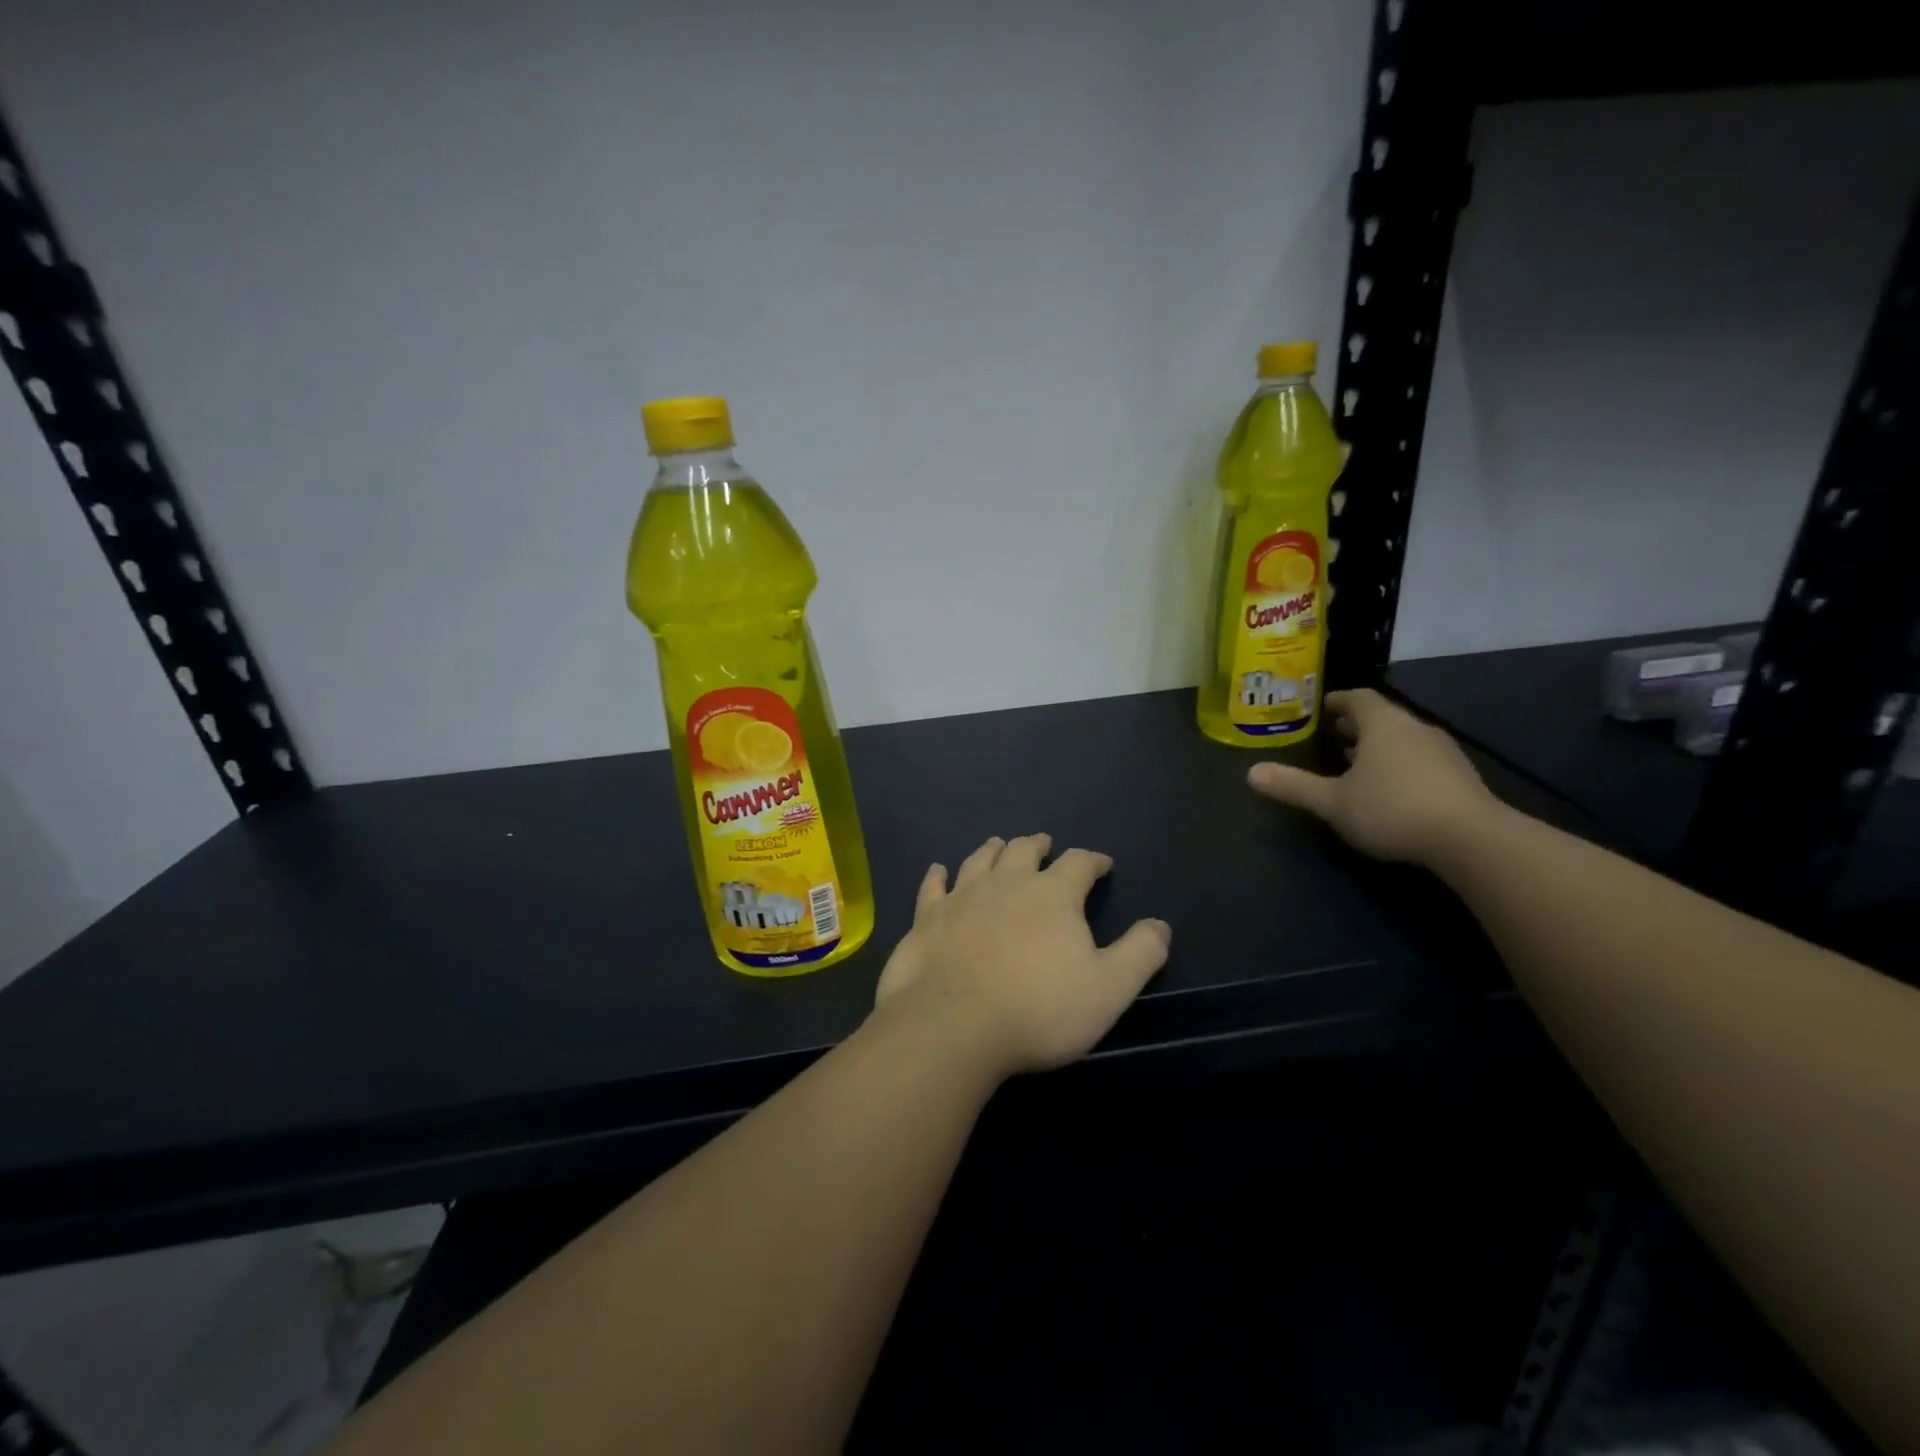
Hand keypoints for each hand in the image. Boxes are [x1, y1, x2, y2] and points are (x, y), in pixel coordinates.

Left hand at [873, 834, 1170, 1078]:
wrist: (953, 1026)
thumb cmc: (1039, 1010)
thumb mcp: (1109, 989)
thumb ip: (1140, 953)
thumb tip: (1160, 925)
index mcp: (1052, 894)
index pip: (1079, 863)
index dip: (1093, 860)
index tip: (1102, 863)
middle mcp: (1006, 883)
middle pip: (1024, 851)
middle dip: (1038, 845)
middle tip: (1045, 843)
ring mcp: (962, 897)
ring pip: (980, 860)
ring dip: (993, 850)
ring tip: (998, 844)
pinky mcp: (927, 918)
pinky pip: (933, 887)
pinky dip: (938, 876)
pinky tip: (938, 870)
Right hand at [1247, 688, 1495, 864]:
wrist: (1471, 840)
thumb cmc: (1392, 809)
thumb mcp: (1332, 802)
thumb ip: (1293, 786)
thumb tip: (1251, 773)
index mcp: (1383, 724)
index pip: (1358, 697)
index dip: (1336, 700)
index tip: (1319, 709)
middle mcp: (1415, 729)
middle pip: (1382, 717)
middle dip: (1355, 726)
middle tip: (1331, 738)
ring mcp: (1443, 752)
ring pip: (1403, 739)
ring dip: (1379, 747)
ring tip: (1356, 766)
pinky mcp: (1461, 777)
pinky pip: (1422, 759)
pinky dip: (1401, 765)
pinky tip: (1391, 791)